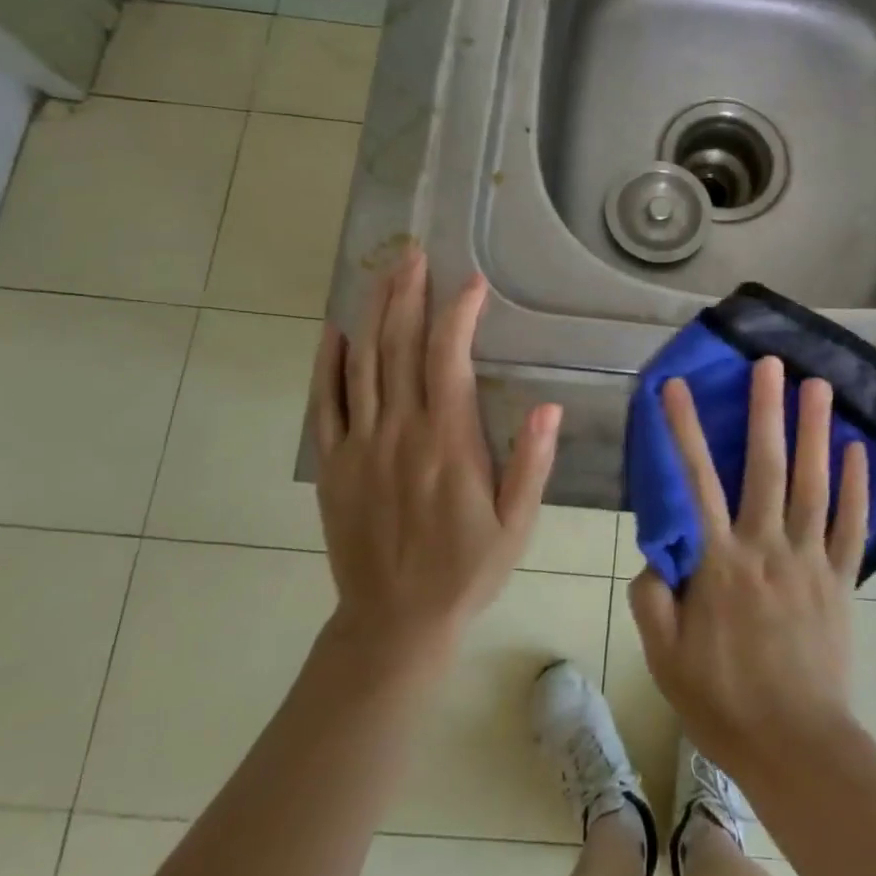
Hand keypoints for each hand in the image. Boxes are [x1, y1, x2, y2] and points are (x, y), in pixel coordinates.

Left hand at [307, 249, 561, 668]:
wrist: (394, 622)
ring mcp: (360, 445)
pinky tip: (334, 331)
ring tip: (383, 272)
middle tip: (414, 254)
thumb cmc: (466, 570)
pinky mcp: (334, 464)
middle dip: (408, 294)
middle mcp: (400, 432)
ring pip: (362, 363)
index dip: (459, 314)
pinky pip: (326, 403)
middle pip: (398, 347)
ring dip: (373, 312)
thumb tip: (549, 406)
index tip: (472, 283)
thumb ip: (531, 464)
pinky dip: (328, 363)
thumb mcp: (516, 525)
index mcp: (447, 442)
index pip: (447, 359)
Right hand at [628, 357, 869, 778]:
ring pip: (814, 484)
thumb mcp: (664, 657)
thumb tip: (654, 553)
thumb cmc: (723, 702)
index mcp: (720, 562)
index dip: (683, 429)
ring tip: (819, 385)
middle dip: (766, 410)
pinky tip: (859, 450)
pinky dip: (857, 487)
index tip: (674, 386)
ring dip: (815, 431)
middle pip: (766, 467)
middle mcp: (767, 547)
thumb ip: (651, 598)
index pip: (696, 482)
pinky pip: (852, 526)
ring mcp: (811, 561)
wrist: (796, 748)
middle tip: (770, 362)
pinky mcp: (842, 581)